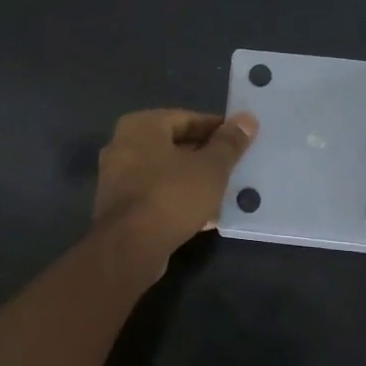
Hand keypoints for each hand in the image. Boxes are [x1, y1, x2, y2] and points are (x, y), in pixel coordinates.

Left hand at [94, 109, 258, 266]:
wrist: (129, 247)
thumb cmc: (172, 195)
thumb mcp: (211, 168)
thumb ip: (229, 143)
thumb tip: (247, 118)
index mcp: (141, 126)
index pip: (186, 118)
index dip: (216, 128)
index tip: (240, 140)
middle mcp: (123, 145)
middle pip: (174, 145)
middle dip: (205, 156)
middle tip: (235, 166)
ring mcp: (117, 178)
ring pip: (165, 172)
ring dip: (193, 180)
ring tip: (225, 191)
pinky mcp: (119, 207)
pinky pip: (156, 194)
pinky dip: (178, 199)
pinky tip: (205, 215)